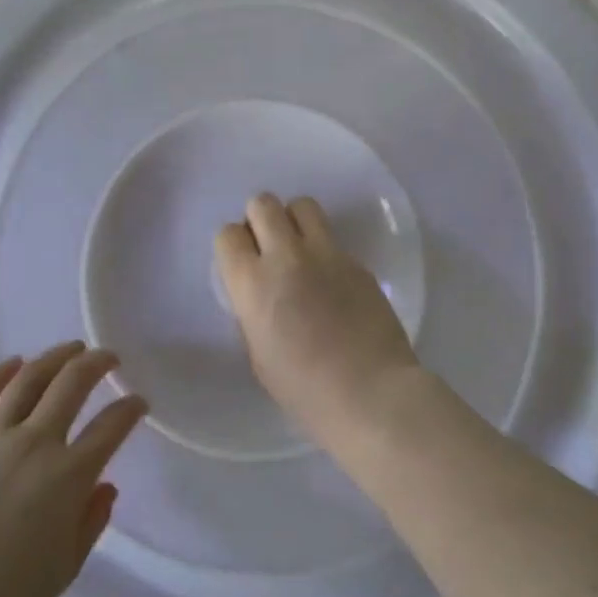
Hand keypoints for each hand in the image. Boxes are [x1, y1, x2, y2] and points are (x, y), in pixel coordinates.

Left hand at [0, 342, 145, 596]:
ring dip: (54, 358)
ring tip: (70, 349)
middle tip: (108, 357)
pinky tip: (14, 363)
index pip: (112, 426)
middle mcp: (36, 443)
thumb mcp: (66, 567)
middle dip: (97, 363)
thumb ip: (91, 520)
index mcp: (70, 474)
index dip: (130, 409)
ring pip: (29, 379)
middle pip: (72, 384)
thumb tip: (104, 487)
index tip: (138, 402)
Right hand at [214, 193, 421, 441]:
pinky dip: (324, 249)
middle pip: (262, 204)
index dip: (233, 246)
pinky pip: (332, 238)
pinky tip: (332, 281)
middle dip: (259, 220)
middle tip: (268, 248)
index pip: (227, 234)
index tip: (242, 262)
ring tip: (300, 249)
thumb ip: (252, 312)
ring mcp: (326, 254)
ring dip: (294, 220)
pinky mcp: (357, 261)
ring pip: (302, 205)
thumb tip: (258, 294)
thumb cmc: (304, 389)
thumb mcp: (258, 354)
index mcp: (252, 284)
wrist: (369, 392)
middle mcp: (286, 257)